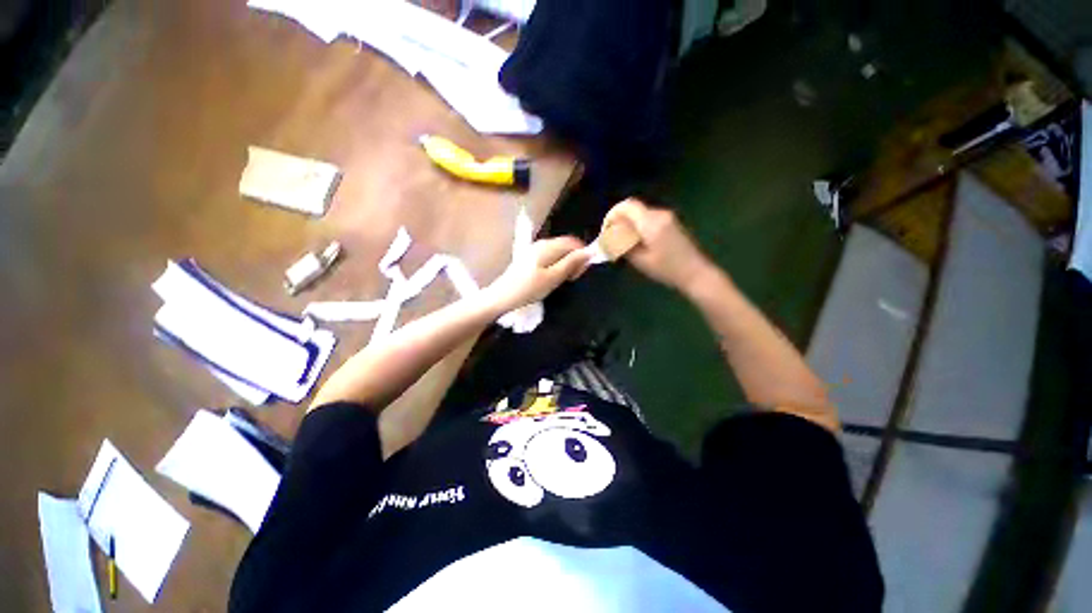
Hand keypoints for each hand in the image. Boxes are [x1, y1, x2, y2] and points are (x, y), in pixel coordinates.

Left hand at [484, 236, 590, 312]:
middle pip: (566, 246)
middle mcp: (542, 243)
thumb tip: (589, 251)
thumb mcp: (553, 278)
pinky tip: (551, 279)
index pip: (574, 242)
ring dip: (565, 264)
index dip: (582, 255)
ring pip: (559, 252)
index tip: (580, 273)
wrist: (502, 296)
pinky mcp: (530, 258)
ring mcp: (534, 250)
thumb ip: (571, 263)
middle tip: (571, 279)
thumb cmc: (528, 289)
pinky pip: (550, 257)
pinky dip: (556, 266)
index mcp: (548, 246)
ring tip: (561, 281)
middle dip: (574, 260)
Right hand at [604, 198, 711, 291]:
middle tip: (612, 240)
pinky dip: (638, 227)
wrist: (695, 273)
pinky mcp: (671, 222)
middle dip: (619, 221)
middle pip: (633, 208)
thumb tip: (608, 237)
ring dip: (628, 224)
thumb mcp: (640, 260)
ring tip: (623, 244)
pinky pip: (648, 218)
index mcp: (651, 222)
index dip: (612, 215)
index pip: (626, 206)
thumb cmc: (667, 269)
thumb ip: (623, 245)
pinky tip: (637, 243)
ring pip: (640, 214)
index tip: (606, 231)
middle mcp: (660, 214)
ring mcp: (667, 217)